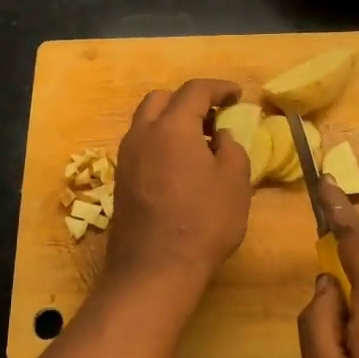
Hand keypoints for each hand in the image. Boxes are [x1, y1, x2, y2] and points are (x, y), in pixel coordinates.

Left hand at [102, 79, 251, 308]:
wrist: (154, 269)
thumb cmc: (202, 222)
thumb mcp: (235, 183)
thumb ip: (231, 149)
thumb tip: (220, 137)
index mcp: (172, 127)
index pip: (194, 91)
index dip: (219, 88)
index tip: (237, 95)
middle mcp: (143, 134)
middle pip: (162, 100)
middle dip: (188, 100)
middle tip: (213, 117)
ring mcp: (126, 157)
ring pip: (147, 122)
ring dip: (171, 121)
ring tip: (198, 142)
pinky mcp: (121, 180)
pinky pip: (141, 146)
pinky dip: (160, 142)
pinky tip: (179, 165)